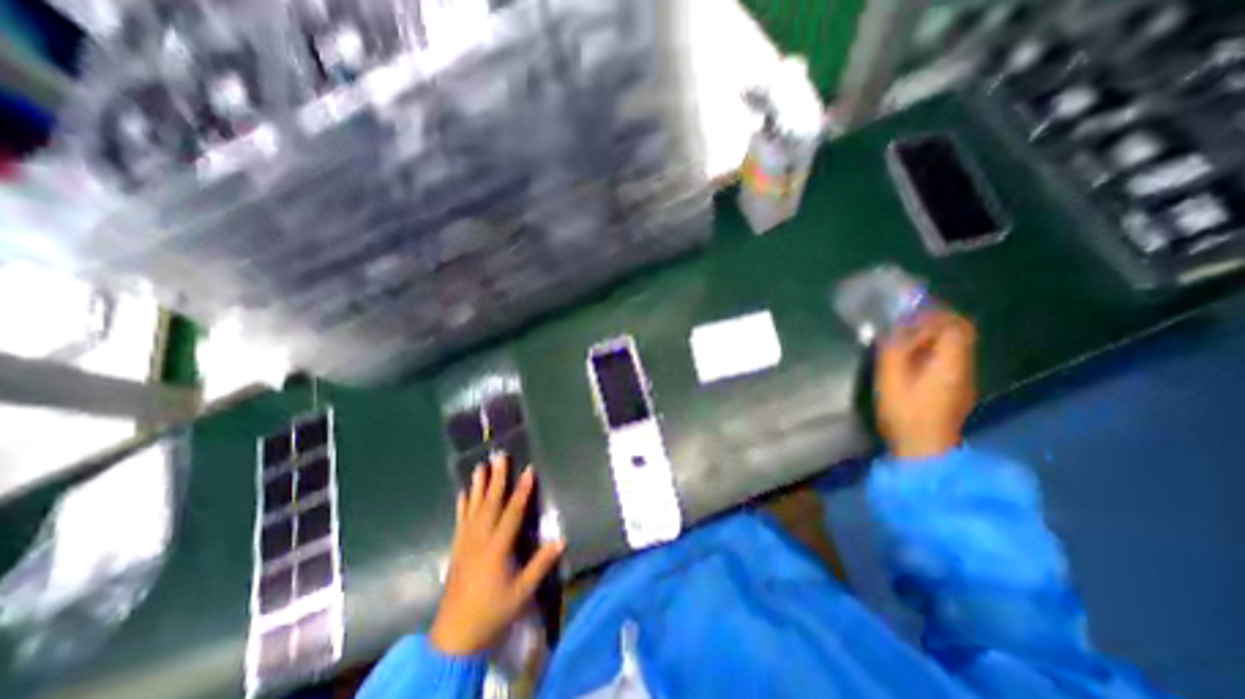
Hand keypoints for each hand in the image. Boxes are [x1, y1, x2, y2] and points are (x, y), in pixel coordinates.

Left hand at [428, 452, 564, 653]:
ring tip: (480, 466)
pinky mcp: (457, 548)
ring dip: (478, 486)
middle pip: (490, 503)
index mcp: (497, 547)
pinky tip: (463, 494)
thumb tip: (561, 538)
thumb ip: (540, 563)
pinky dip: (462, 505)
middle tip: (498, 456)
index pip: (512, 512)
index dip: (522, 490)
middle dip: (496, 478)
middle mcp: (480, 539)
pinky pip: (460, 520)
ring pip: (473, 508)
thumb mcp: (522, 591)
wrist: (454, 636)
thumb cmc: (492, 612)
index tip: (528, 470)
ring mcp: (466, 542)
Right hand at [874, 309, 983, 461]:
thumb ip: (893, 348)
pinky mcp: (953, 390)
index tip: (910, 310)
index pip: (956, 325)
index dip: (935, 313)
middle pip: (958, 334)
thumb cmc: (906, 411)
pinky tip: (909, 359)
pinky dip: (930, 351)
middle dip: (933, 322)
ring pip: (953, 347)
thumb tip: (893, 326)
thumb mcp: (891, 377)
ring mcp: (961, 380)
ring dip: (930, 337)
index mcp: (951, 362)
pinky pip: (947, 360)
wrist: (924, 448)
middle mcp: (963, 367)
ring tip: (902, 338)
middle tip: (904, 321)